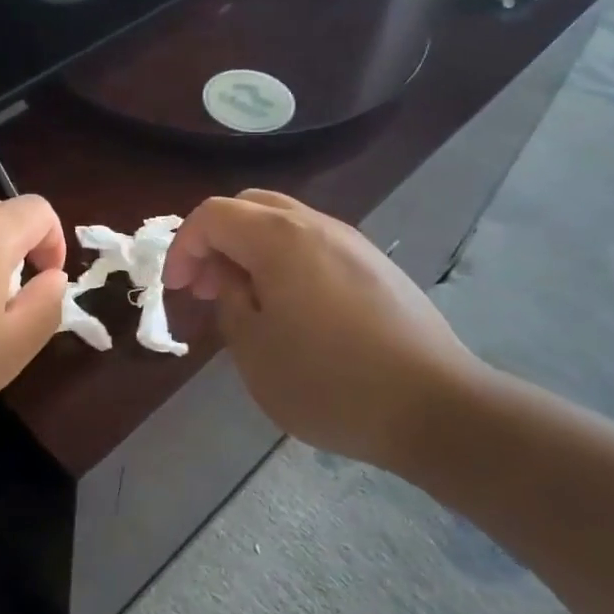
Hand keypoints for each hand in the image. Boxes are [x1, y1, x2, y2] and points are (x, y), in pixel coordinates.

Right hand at [163, 190, 484, 468]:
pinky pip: (314, 244)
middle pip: (249, 206)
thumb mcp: (255, 351)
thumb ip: (231, 302)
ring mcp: (352, 242)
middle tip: (205, 286)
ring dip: (251, 249)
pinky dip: (284, 259)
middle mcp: (316, 225)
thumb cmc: (330, 382)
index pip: (213, 215)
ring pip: (284, 222)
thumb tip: (233, 279)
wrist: (436, 407)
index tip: (177, 289)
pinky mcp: (376, 266)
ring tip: (245, 298)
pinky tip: (291, 306)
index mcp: (279, 238)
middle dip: (216, 240)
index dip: (184, 246)